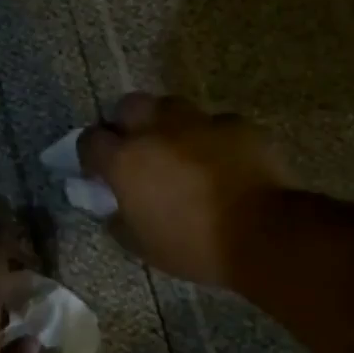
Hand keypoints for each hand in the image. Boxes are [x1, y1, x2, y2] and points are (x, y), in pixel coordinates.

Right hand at [78, 93, 293, 289]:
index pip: (90, 141)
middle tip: (136, 147)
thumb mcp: (143, 246)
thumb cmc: (194, 246)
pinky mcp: (236, 124)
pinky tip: (220, 160)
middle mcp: (156, 130)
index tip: (98, 171)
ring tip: (177, 148)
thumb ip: (120, 221)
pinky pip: (214, 123)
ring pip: (171, 106)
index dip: (90, 154)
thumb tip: (114, 210)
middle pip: (128, 106)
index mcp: (126, 160)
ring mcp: (199, 122)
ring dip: (167, 123)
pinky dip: (210, 137)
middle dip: (126, 122)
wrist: (264, 234)